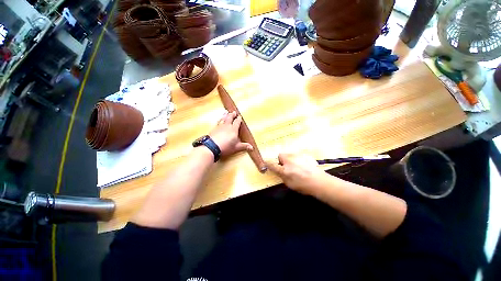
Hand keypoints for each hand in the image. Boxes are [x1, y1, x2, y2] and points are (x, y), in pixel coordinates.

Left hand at [210, 111, 252, 156]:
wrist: (212, 146)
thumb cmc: (226, 147)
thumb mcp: (236, 147)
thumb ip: (244, 146)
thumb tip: (252, 147)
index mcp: (234, 129)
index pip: (237, 122)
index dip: (238, 119)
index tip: (239, 116)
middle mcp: (227, 126)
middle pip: (230, 118)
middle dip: (232, 115)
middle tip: (233, 112)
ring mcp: (219, 127)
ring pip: (223, 119)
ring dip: (225, 115)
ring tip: (226, 112)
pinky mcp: (214, 129)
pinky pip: (218, 122)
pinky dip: (219, 120)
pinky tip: (219, 120)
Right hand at [266, 153, 325, 194]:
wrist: (319, 182)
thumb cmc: (303, 185)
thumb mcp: (289, 184)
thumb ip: (282, 176)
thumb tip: (279, 171)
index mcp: (284, 169)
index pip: (272, 164)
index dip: (268, 163)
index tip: (266, 163)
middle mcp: (289, 160)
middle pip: (281, 155)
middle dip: (282, 160)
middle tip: (287, 167)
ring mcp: (298, 156)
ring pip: (290, 154)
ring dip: (290, 159)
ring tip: (297, 166)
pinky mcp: (305, 155)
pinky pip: (298, 155)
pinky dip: (298, 159)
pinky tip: (304, 165)